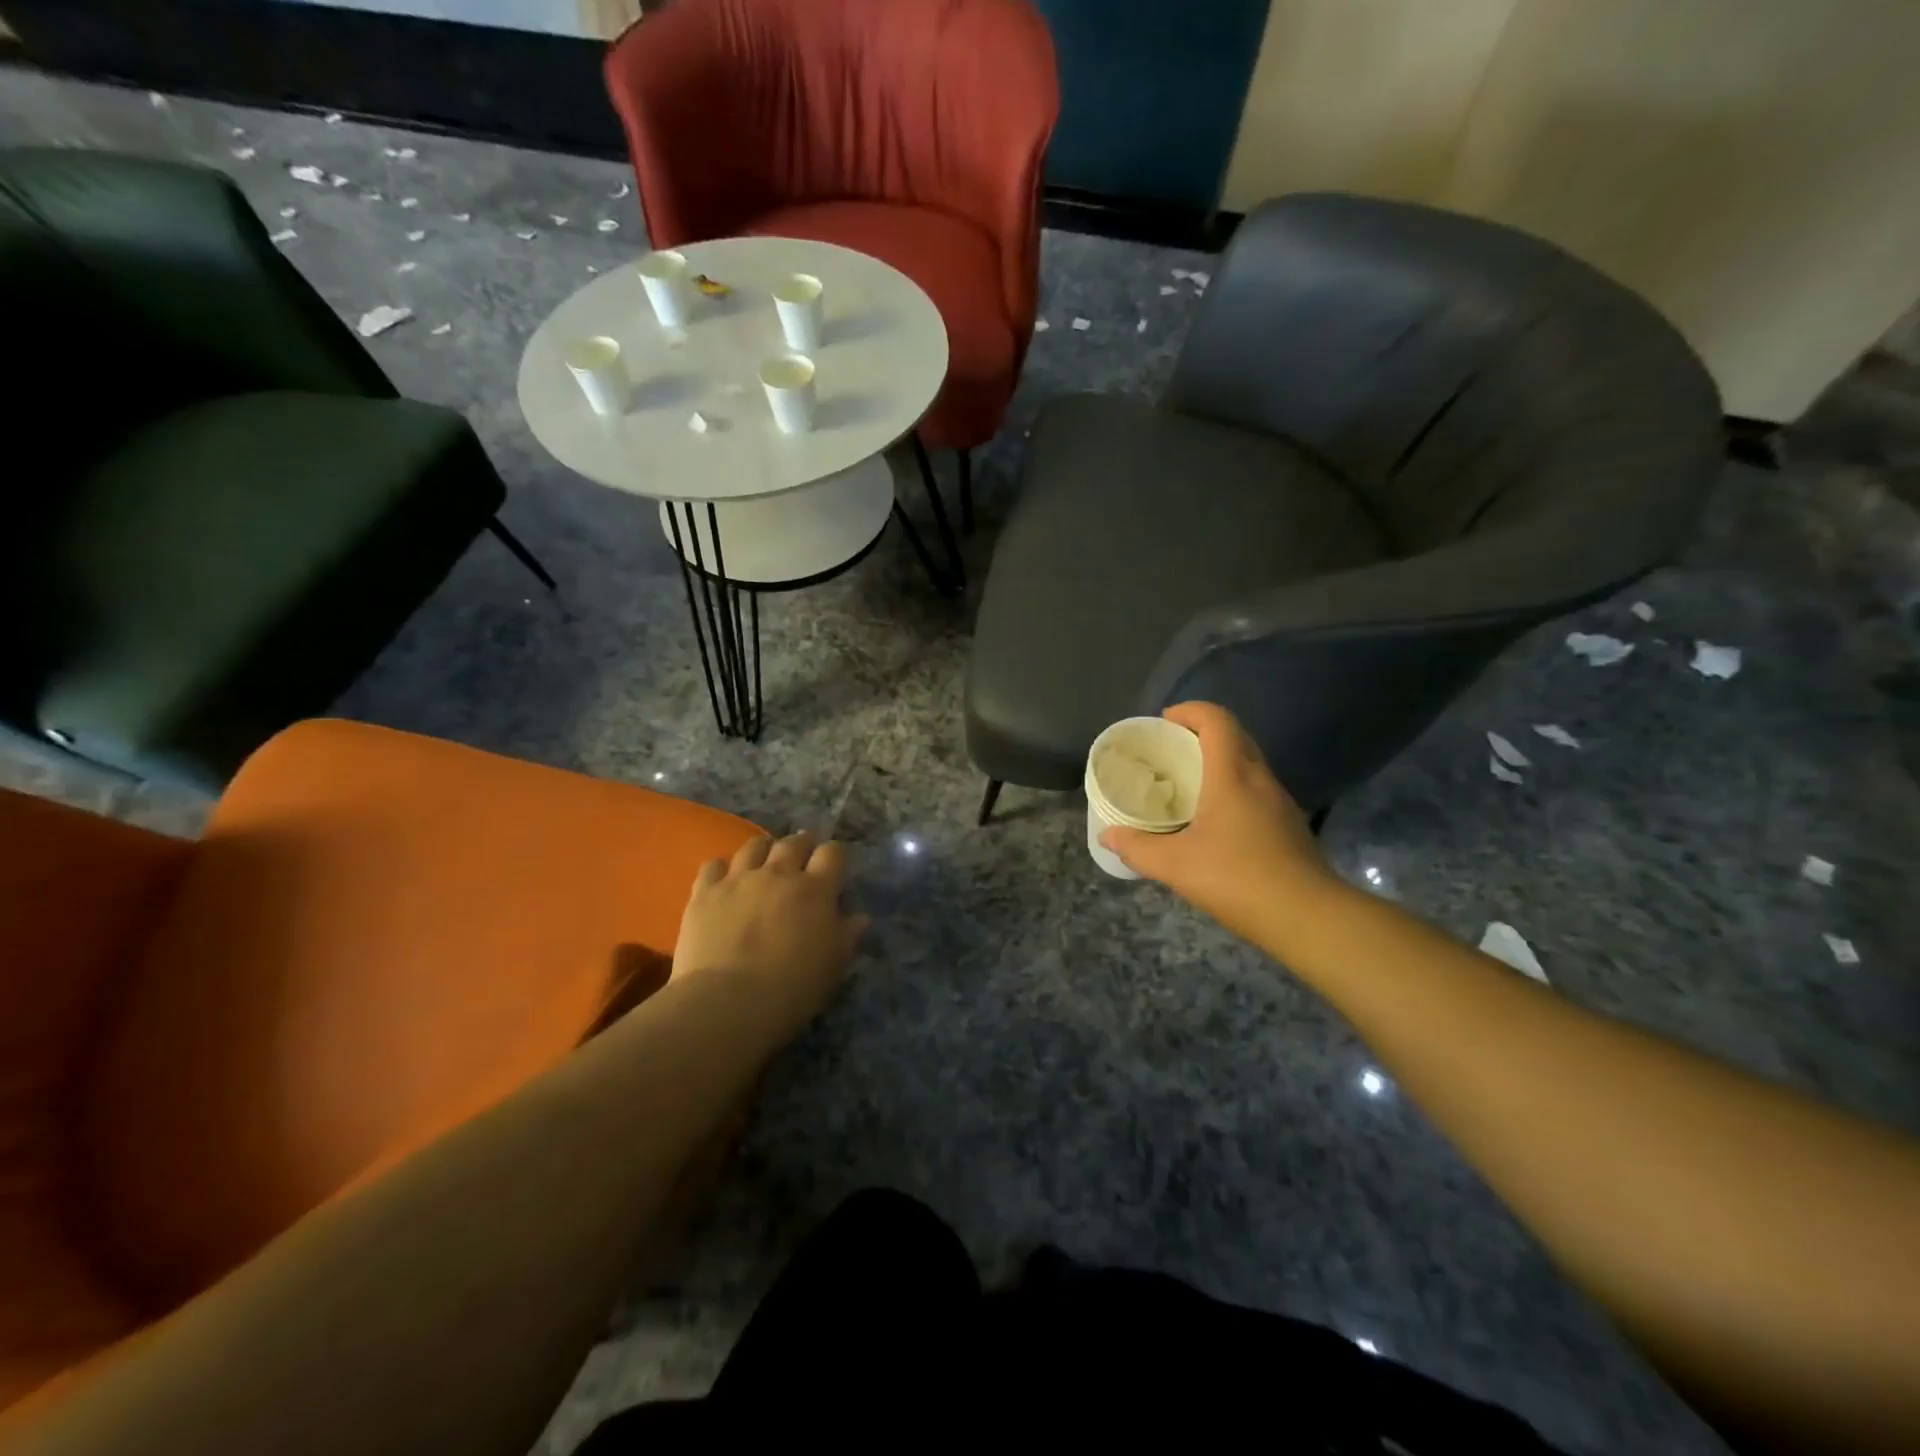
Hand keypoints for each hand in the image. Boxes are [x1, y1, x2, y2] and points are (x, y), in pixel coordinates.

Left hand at [673, 832, 867, 1035]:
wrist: (728, 1002)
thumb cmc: (792, 988)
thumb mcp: (833, 966)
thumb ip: (847, 936)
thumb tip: (859, 918)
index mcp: (815, 889)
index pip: (832, 853)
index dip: (835, 855)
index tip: (834, 865)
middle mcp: (778, 873)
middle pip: (793, 842)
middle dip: (801, 845)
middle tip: (802, 856)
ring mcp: (739, 879)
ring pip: (753, 846)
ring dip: (763, 849)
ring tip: (763, 861)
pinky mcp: (705, 893)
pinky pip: (713, 865)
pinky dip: (721, 869)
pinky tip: (724, 881)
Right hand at [1100, 702, 1333, 943]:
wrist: (1309, 917)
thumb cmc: (1238, 879)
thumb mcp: (1176, 866)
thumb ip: (1137, 848)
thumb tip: (1107, 835)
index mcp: (1232, 776)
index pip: (1216, 720)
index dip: (1190, 711)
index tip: (1164, 722)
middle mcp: (1260, 779)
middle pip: (1235, 736)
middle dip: (1201, 733)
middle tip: (1171, 751)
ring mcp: (1280, 802)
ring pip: (1249, 764)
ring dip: (1219, 762)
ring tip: (1188, 785)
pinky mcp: (1289, 825)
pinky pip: (1257, 790)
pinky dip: (1234, 789)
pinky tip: (1215, 821)